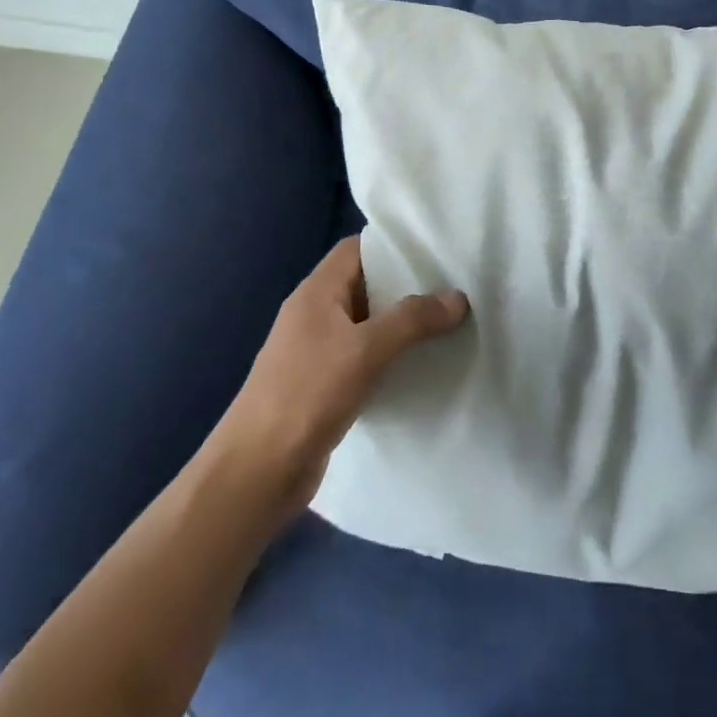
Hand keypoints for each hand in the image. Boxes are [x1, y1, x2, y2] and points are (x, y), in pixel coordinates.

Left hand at [213, 235, 468, 515]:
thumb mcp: (364, 350)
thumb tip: (458, 297)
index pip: (356, 249)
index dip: (393, 245)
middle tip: (455, 288)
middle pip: (366, 286)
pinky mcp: (324, 386)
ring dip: (402, 326)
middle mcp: (315, 315)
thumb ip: (412, 320)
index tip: (436, 250)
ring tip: (450, 324)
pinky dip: (391, 358)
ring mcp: (318, 352)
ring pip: (368, 325)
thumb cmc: (306, 394)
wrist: (258, 471)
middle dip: (407, 287)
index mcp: (316, 293)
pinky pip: (365, 359)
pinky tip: (422, 367)